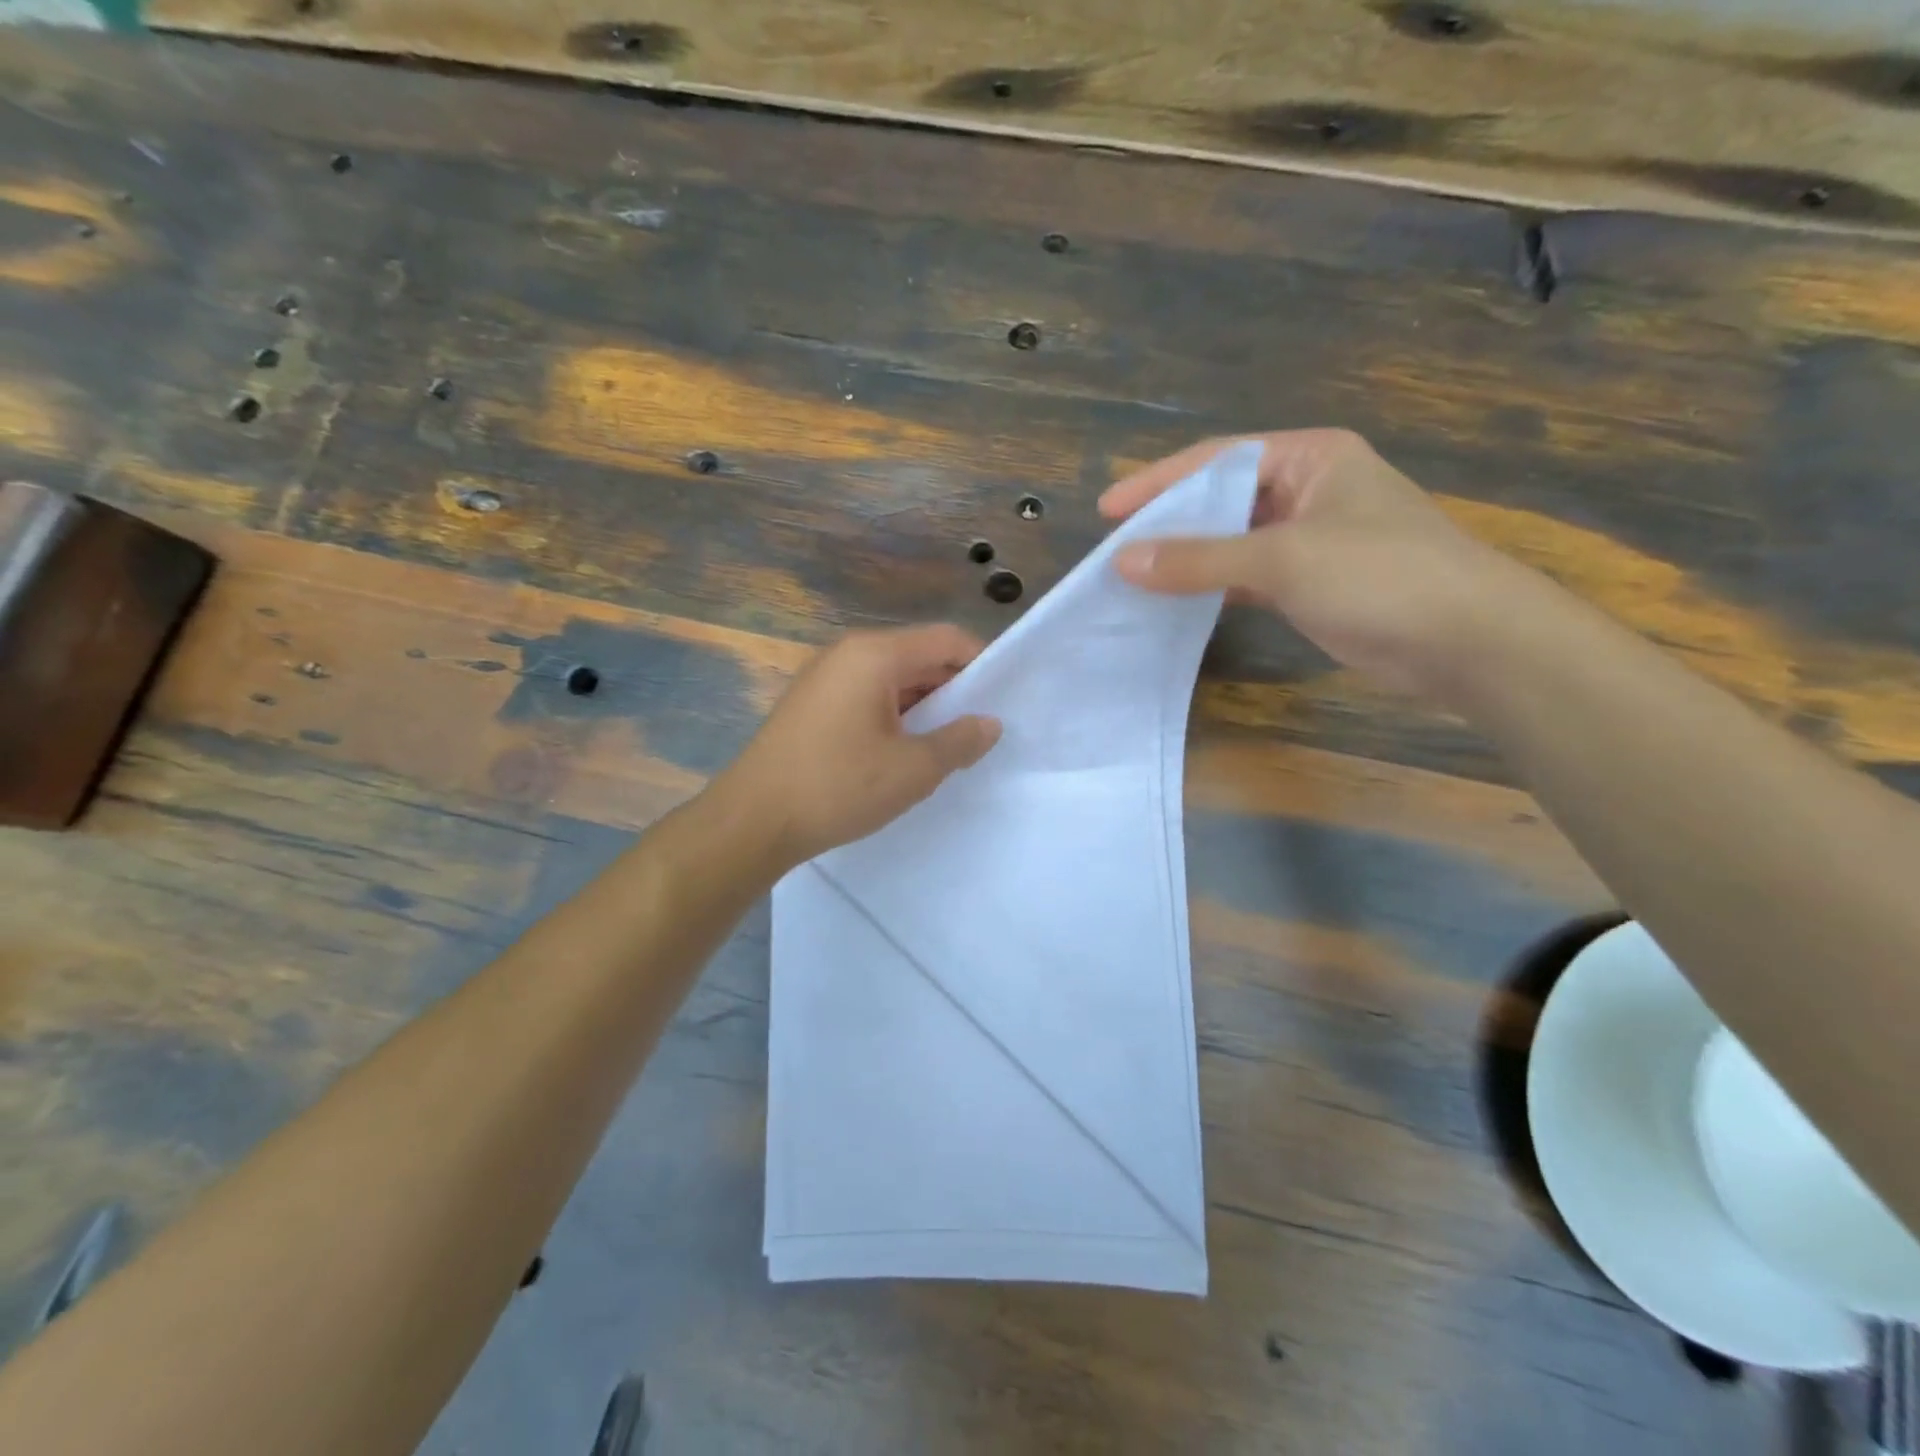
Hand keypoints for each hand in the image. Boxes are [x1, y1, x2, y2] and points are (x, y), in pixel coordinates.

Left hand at [717, 625, 1001, 866]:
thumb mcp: (913, 769)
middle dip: (953, 689)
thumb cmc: (838, 787)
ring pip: (892, 678)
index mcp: (874, 655)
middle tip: (979, 729)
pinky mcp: (811, 703)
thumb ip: (960, 741)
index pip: (946, 639)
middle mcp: (848, 653)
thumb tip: (990, 724)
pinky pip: (867, 695)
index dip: (981, 663)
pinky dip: (894, 714)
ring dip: (924, 705)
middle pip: (918, 655)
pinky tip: (903, 751)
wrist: (753, 820)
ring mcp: (824, 677)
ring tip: (947, 745)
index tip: (1003, 699)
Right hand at [1102, 429, 1534, 697]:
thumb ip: (1199, 559)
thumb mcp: (1281, 558)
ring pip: (1232, 540)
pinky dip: (1211, 586)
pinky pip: (1246, 575)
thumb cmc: (1378, 575)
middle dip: (1170, 521)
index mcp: (1309, 457)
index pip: (1217, 459)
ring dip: (1188, 557)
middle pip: (1222, 498)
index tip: (1107, 510)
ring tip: (1135, 575)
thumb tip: (1123, 561)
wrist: (1466, 640)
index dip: (1158, 482)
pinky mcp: (1311, 582)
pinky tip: (1176, 600)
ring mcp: (1310, 538)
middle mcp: (1308, 488)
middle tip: (1117, 547)